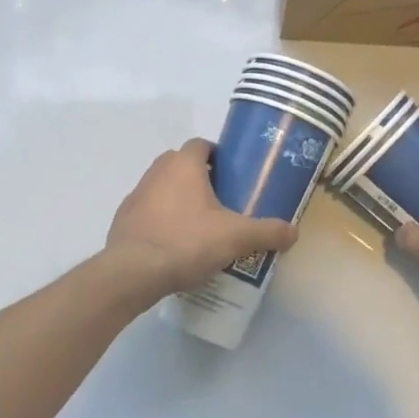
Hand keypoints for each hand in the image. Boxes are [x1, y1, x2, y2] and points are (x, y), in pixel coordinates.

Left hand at [104, 139, 297, 302]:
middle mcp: (158, 170)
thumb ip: (267, 232)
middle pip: (182, 164)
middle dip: (200, 178)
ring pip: (164, 186)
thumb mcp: (236, 237)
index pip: (202, 145)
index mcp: (184, 164)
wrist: (133, 272)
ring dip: (179, 198)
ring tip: (200, 226)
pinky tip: (174, 244)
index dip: (219, 156)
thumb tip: (294, 232)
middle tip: (221, 202)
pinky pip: (149, 210)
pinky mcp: (124, 218)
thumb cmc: (186, 242)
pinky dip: (161, 219)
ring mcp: (137, 193)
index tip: (233, 177)